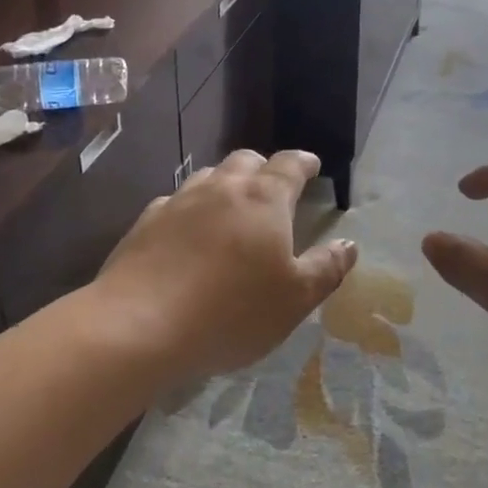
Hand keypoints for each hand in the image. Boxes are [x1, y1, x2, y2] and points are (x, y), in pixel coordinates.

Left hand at [94, 149, 356, 383]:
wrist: (138, 326)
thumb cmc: (231, 312)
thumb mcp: (295, 300)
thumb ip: (326, 268)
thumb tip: (349, 244)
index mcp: (264, 199)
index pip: (289, 165)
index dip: (304, 163)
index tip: (312, 166)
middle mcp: (221, 188)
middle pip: (247, 161)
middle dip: (264, 168)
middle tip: (272, 189)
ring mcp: (179, 202)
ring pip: (209, 176)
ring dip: (225, 184)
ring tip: (231, 209)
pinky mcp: (145, 223)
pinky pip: (175, 202)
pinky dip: (191, 209)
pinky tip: (188, 234)